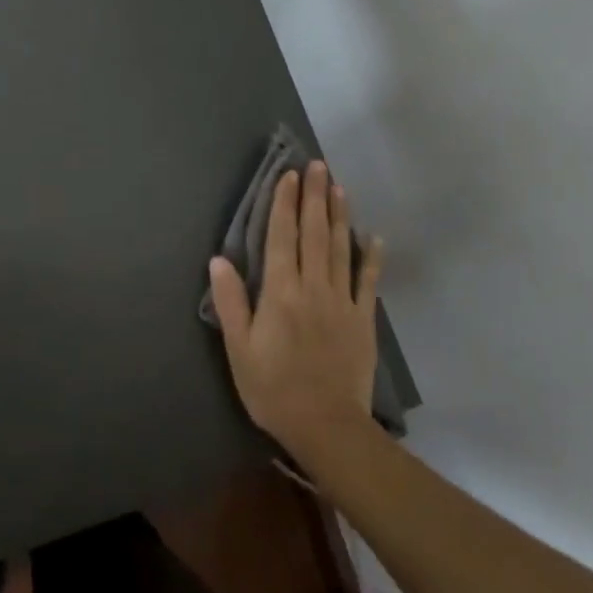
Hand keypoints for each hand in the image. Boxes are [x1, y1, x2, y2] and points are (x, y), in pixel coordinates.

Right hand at [208, 161, 380, 466]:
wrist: (327, 427)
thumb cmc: (274, 388)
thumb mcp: (240, 349)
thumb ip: (232, 302)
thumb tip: (219, 259)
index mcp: (281, 292)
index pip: (282, 237)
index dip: (284, 204)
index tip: (289, 175)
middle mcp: (314, 287)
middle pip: (314, 233)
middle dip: (314, 197)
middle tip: (318, 165)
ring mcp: (342, 302)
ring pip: (340, 249)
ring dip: (339, 215)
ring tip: (339, 187)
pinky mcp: (363, 320)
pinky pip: (368, 281)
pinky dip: (371, 257)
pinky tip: (373, 236)